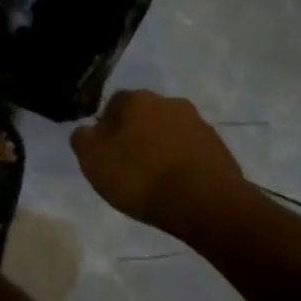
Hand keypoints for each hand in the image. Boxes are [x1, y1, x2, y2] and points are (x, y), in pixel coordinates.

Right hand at [70, 89, 246, 232]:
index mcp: (135, 99)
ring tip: (155, 180)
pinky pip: (190, 150)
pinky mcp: (219, 146)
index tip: (106, 153)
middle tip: (129, 166)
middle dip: (136, 135)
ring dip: (161, 148)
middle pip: (143, 116)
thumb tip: (87, 130)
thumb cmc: (140, 176)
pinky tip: (178, 186)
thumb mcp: (92, 160)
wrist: (204, 201)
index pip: (112, 105)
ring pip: (169, 132)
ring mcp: (198, 123)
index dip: (106, 128)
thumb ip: (82, 139)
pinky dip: (182, 162)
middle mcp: (168, 102)